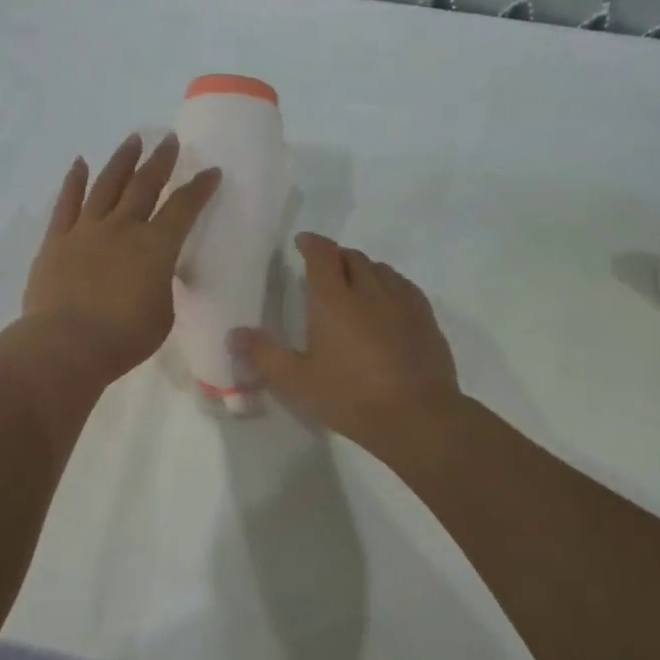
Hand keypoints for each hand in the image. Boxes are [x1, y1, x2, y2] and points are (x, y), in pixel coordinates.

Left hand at [22, 133, 220, 384]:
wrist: (67, 345)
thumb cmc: (124, 338)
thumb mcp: (162, 314)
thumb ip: (161, 285)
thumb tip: (154, 272)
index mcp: (156, 246)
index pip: (184, 208)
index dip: (200, 188)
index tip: (211, 171)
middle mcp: (123, 228)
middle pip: (145, 185)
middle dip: (161, 161)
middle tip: (170, 140)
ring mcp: (86, 230)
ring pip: (107, 185)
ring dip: (122, 160)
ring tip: (133, 139)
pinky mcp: (57, 240)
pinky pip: (67, 203)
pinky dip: (74, 181)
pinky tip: (80, 163)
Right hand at [234, 232, 462, 457]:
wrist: (418, 416)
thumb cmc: (351, 396)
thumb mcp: (298, 381)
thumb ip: (264, 354)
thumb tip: (234, 333)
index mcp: (334, 300)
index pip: (322, 255)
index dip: (311, 243)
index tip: (302, 242)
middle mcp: (369, 290)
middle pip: (353, 257)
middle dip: (336, 256)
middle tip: (324, 269)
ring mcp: (402, 302)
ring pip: (381, 270)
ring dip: (363, 269)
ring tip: (354, 284)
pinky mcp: (426, 319)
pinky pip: (405, 287)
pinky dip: (390, 284)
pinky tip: (388, 302)